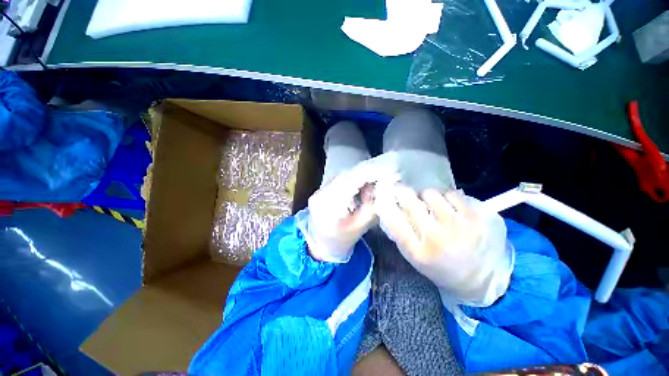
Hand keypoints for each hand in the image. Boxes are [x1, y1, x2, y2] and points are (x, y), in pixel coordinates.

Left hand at [299, 162, 395, 262]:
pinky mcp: (318, 192)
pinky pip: (336, 180)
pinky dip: (350, 180)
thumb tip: (381, 187)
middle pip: (345, 177)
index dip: (368, 174)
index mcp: (329, 208)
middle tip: (381, 175)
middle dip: (365, 174)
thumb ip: (371, 207)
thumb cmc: (342, 240)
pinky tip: (358, 185)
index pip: (350, 182)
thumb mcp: (360, 227)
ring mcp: (317, 193)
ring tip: (371, 180)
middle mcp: (320, 196)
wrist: (321, 245)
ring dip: (357, 176)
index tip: (383, 172)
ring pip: (341, 176)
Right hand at [374, 184, 511, 305]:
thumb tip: (388, 206)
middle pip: (410, 201)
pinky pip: (452, 194)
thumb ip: (400, 233)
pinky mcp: (477, 218)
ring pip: (431, 193)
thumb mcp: (415, 256)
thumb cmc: (441, 267)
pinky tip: (449, 207)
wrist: (482, 279)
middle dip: (403, 192)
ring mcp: (458, 227)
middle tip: (404, 191)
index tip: (384, 194)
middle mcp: (436, 238)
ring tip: (431, 205)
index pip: (392, 220)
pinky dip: (447, 198)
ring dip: (426, 197)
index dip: (386, 203)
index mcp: (417, 252)